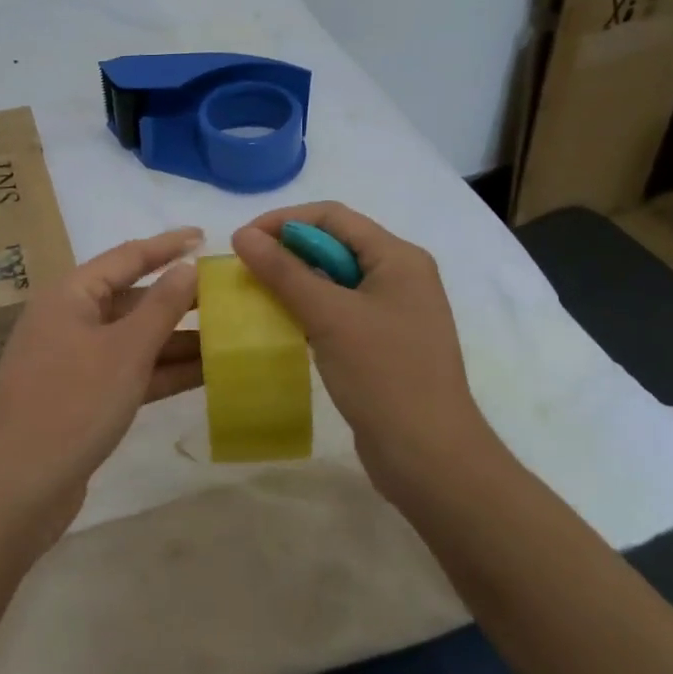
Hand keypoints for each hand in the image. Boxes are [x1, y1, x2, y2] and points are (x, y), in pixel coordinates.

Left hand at [0, 228, 202, 541]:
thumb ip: (160, 308)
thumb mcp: (123, 352)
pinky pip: (129, 372)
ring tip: (229, 335)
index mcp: (70, 295)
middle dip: (178, 299)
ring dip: (176, 339)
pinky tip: (204, 373)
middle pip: (131, 298)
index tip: (203, 235)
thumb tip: (186, 267)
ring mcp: (74, 362)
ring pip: (133, 339)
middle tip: (228, 295)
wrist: (15, 489)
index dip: (166, 245)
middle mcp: (69, 320)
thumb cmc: (71, 405)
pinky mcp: (82, 398)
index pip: (126, 257)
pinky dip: (161, 371)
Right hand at [232, 203, 501, 509]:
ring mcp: (393, 311)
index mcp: (398, 257)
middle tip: (243, 269)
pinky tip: (279, 324)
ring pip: (333, 279)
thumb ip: (284, 272)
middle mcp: (399, 276)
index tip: (243, 241)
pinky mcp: (382, 342)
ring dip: (294, 281)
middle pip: (333, 244)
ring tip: (253, 294)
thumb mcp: (328, 316)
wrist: (430, 457)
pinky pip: (338, 310)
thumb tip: (242, 235)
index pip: (332, 216)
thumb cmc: (384, 375)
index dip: (284, 220)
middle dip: (286, 250)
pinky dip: (307, 310)